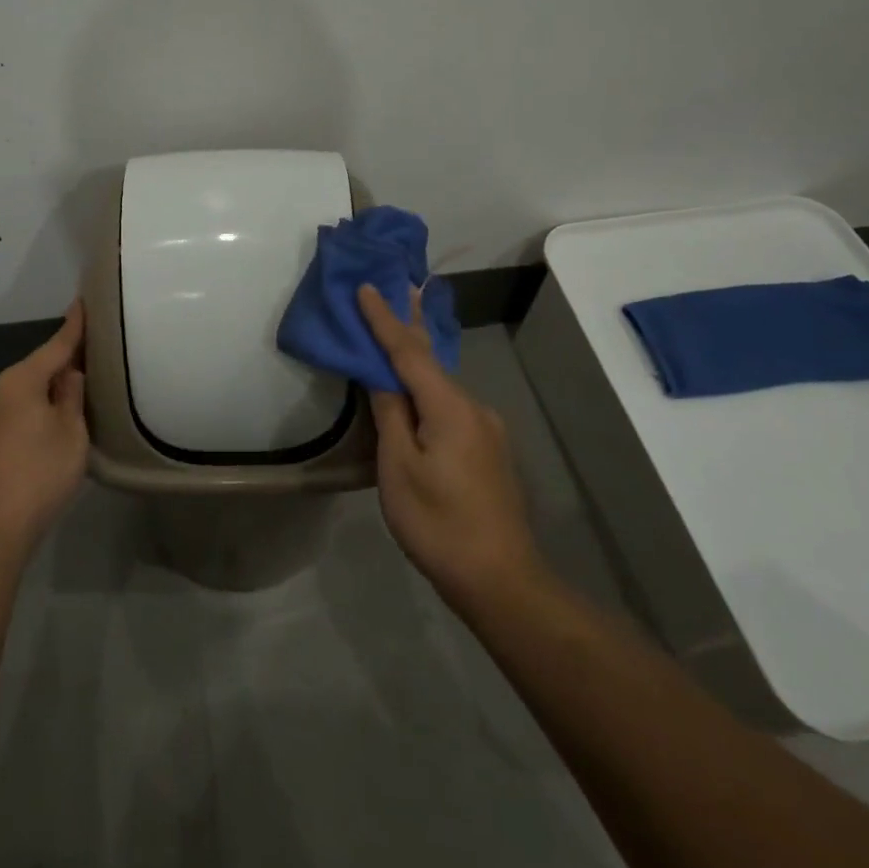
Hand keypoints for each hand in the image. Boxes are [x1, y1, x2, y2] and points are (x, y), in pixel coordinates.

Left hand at [0, 301, 89, 554]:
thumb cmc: (37, 472)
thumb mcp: (71, 430)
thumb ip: (73, 395)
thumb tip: (70, 373)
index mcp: (22, 379)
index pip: (56, 343)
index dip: (75, 325)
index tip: (85, 301)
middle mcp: (1, 389)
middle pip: (41, 365)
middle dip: (67, 358)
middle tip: (98, 349)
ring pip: (31, 389)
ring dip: (54, 385)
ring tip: (86, 381)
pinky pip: (22, 408)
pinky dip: (42, 405)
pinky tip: (58, 414)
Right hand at [359, 284, 542, 617]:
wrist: (501, 580)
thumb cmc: (438, 523)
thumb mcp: (399, 468)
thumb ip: (390, 414)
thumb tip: (381, 377)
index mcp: (450, 407)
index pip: (409, 351)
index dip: (384, 319)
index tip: (367, 287)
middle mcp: (474, 407)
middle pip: (431, 360)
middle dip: (409, 325)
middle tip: (396, 288)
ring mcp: (487, 429)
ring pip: (441, 387)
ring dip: (415, 363)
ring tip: (395, 339)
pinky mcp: (489, 450)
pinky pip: (450, 407)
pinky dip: (427, 392)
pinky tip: (415, 398)